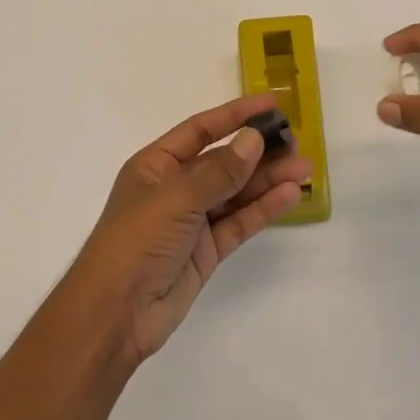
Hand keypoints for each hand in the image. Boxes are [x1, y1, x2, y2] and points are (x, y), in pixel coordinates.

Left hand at [66, 93, 312, 368]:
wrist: (115, 314)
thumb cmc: (136, 241)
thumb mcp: (176, 198)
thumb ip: (220, 171)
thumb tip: (253, 138)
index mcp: (156, 165)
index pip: (201, 130)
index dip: (235, 115)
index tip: (271, 104)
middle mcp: (174, 188)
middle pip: (224, 161)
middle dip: (259, 150)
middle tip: (297, 141)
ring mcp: (191, 220)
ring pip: (236, 192)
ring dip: (268, 179)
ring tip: (305, 167)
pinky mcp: (206, 251)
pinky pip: (239, 222)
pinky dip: (263, 208)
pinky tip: (290, 195)